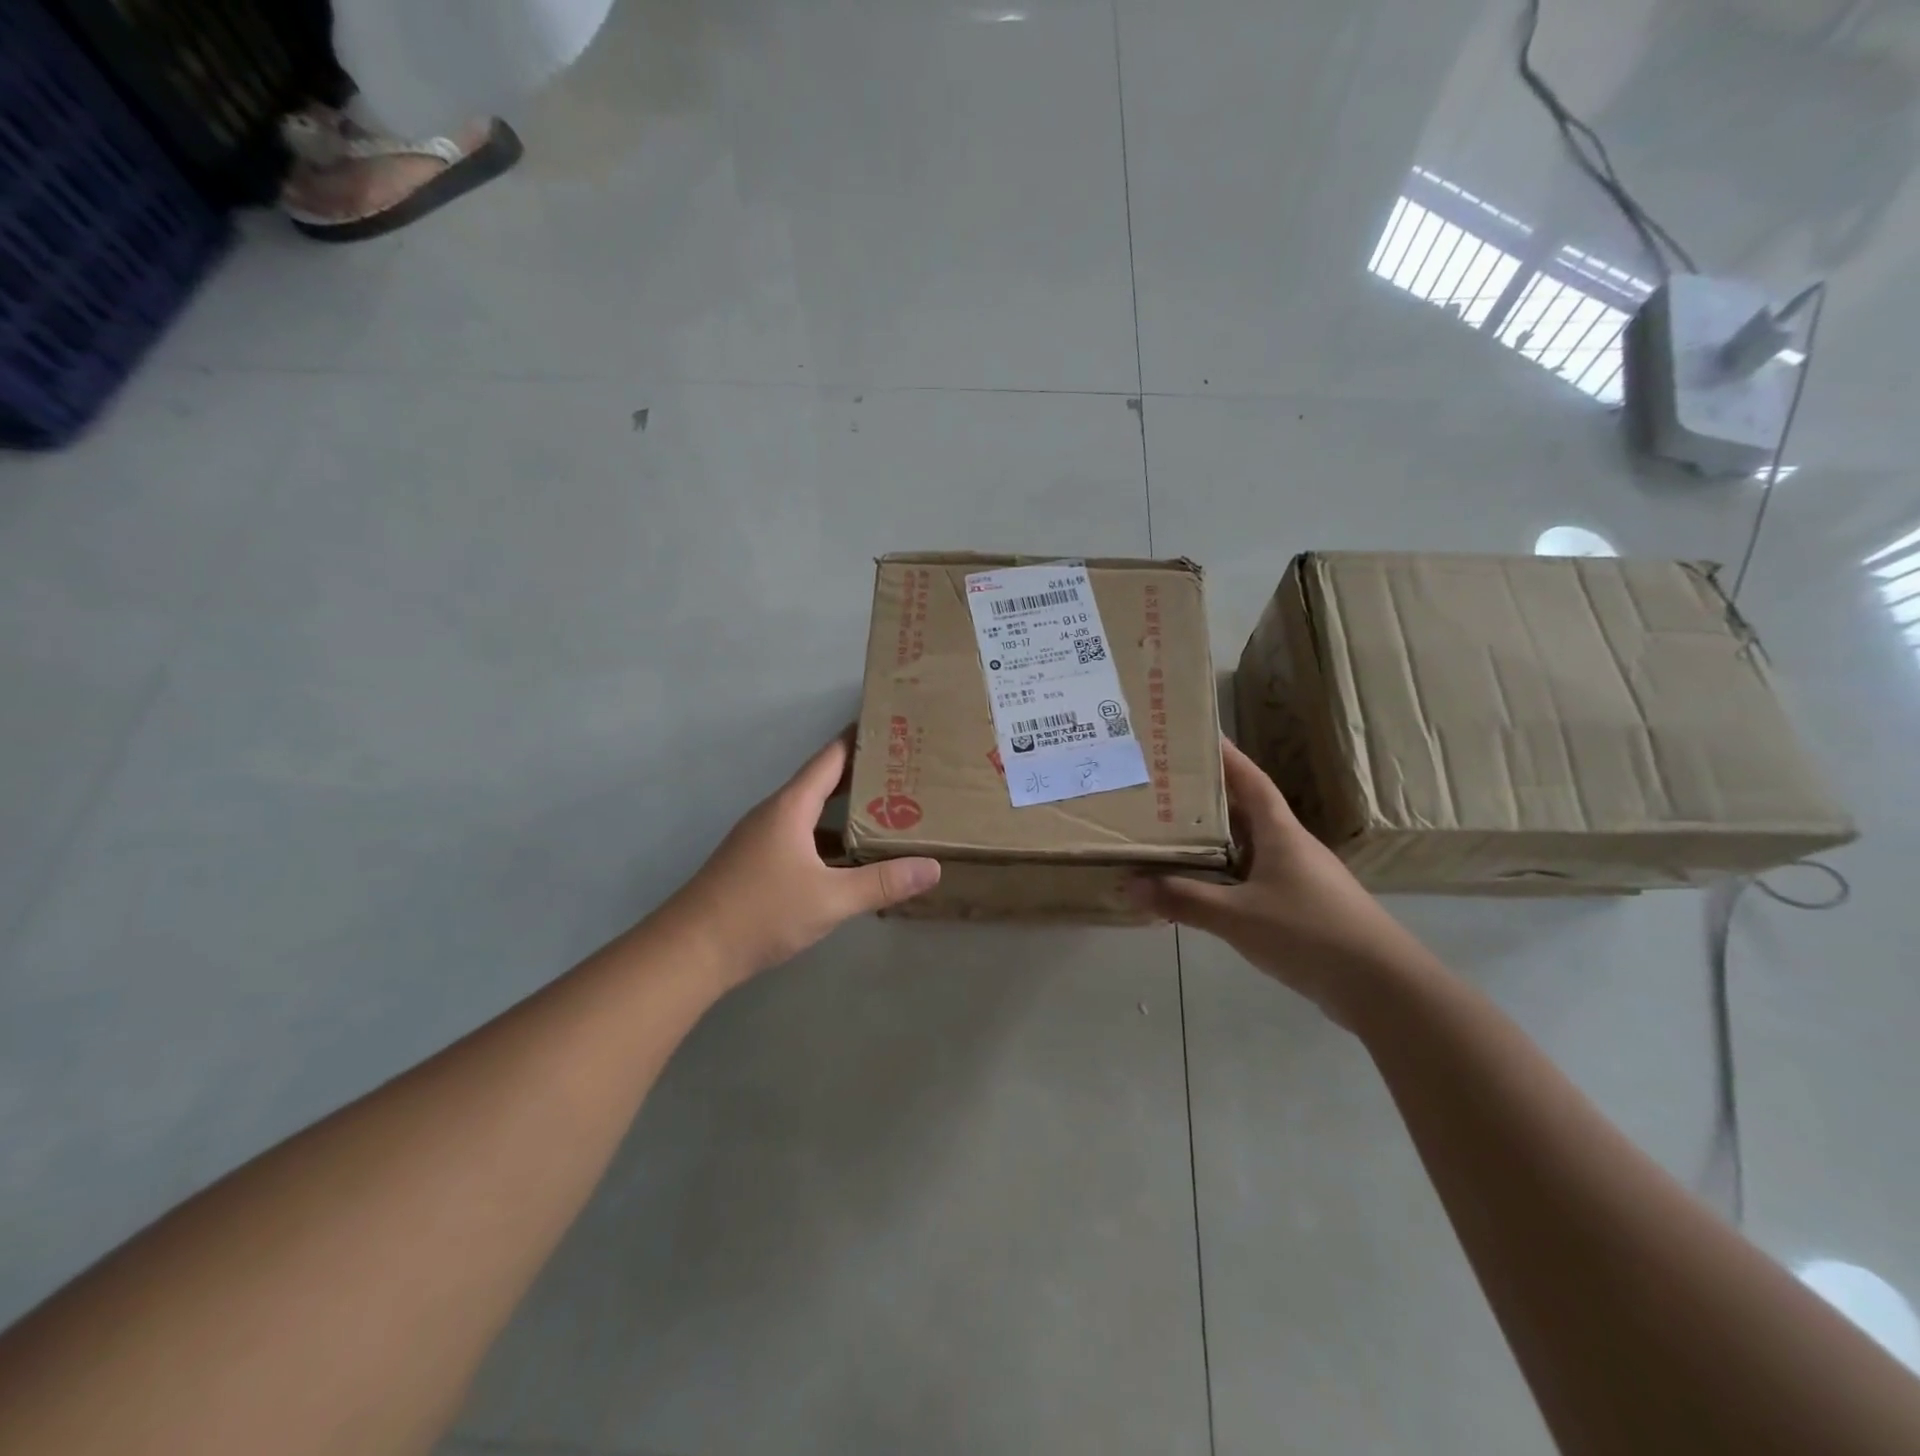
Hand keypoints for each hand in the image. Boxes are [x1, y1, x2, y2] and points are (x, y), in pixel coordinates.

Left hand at [667, 731, 940, 984]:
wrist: (691, 951)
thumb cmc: (761, 912)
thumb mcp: (830, 899)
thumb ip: (882, 882)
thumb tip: (932, 867)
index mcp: (792, 807)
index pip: (831, 758)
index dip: (860, 740)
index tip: (894, 729)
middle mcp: (777, 814)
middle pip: (824, 784)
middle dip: (863, 778)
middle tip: (907, 773)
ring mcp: (764, 840)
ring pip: (814, 817)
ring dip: (848, 814)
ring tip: (892, 815)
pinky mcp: (758, 865)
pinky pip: (803, 840)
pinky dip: (831, 844)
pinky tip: (854, 864)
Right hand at [1130, 739, 1428, 1022]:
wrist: (1382, 987)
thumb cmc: (1310, 933)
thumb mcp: (1238, 916)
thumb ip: (1184, 900)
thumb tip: (1130, 886)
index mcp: (1280, 833)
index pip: (1251, 781)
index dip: (1227, 756)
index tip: (1198, 735)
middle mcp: (1290, 847)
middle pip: (1245, 812)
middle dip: (1207, 799)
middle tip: (1164, 789)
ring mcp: (1299, 878)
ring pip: (1248, 848)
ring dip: (1214, 841)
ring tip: (1172, 835)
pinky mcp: (1302, 908)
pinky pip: (1253, 880)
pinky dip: (1225, 877)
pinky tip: (1202, 890)